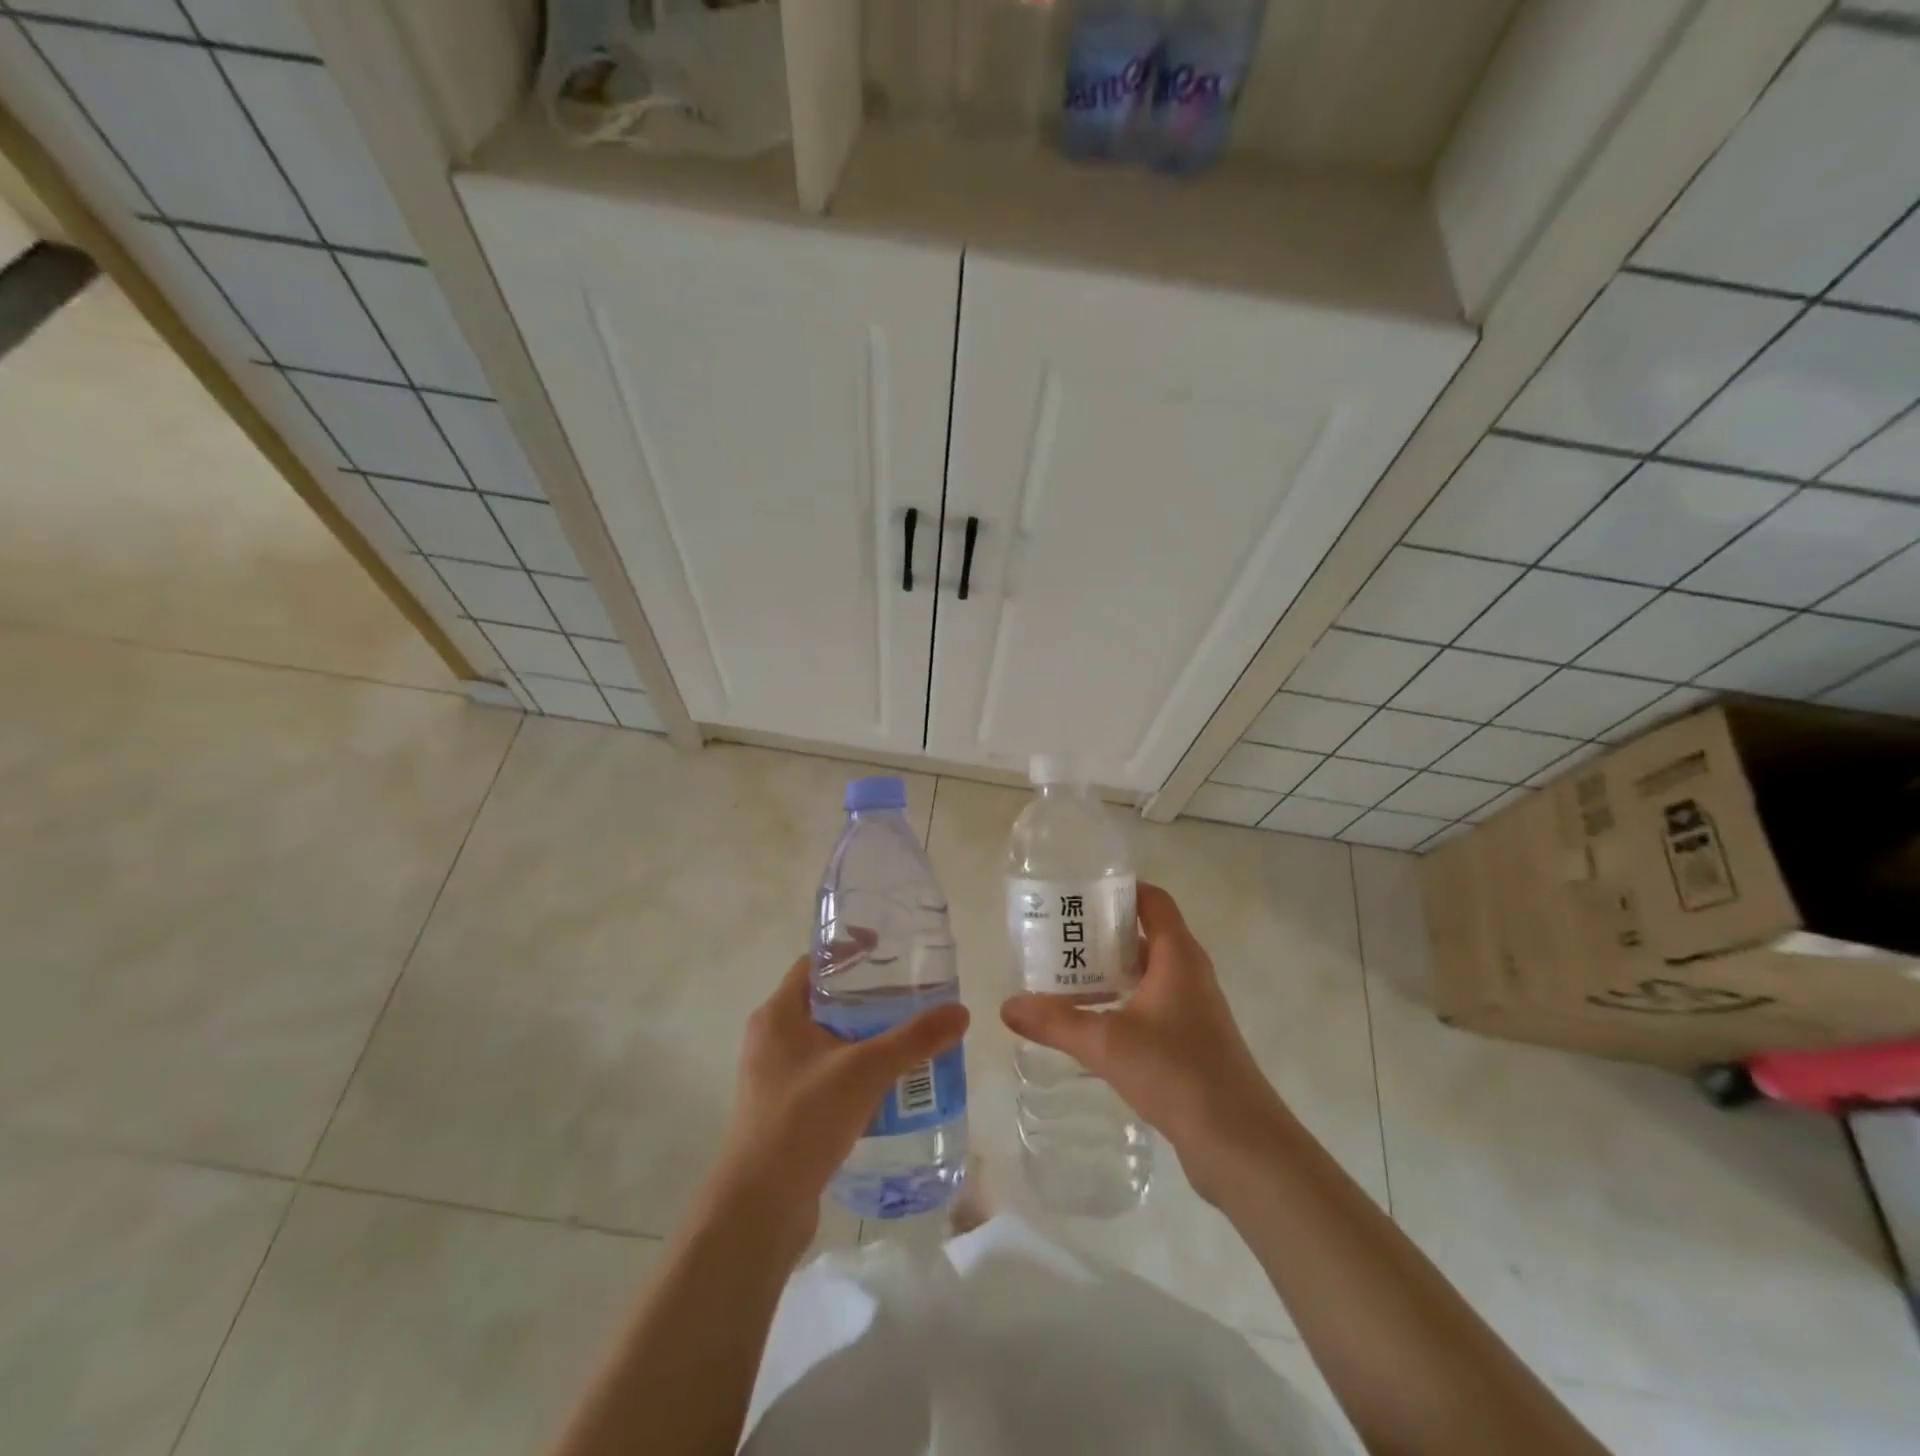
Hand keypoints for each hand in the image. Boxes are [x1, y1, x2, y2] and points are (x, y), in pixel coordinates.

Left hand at [705, 953, 969, 1256]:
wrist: (759, 1208)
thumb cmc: (803, 1119)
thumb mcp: (865, 1070)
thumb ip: (914, 1039)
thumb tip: (960, 1012)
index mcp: (777, 1014)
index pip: (814, 964)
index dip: (849, 951)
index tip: (887, 950)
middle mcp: (770, 1038)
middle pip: (823, 1001)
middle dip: (865, 998)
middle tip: (909, 997)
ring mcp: (774, 1077)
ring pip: (825, 1041)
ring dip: (862, 1037)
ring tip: (905, 1038)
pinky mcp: (783, 1110)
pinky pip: (823, 1075)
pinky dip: (852, 1071)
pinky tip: (886, 1086)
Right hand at [1001, 883, 1284, 1204]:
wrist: (1241, 1144)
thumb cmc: (1178, 1073)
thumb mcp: (1107, 1043)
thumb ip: (1056, 1022)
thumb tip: (1007, 1006)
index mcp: (1178, 955)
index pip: (1152, 900)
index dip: (1119, 889)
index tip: (1078, 891)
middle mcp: (1189, 973)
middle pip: (1145, 934)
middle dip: (1102, 932)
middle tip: (1057, 934)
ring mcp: (1194, 1008)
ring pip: (1147, 972)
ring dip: (1110, 969)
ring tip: (1064, 975)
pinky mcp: (1193, 1040)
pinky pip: (1152, 1003)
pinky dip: (1122, 1000)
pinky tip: (1091, 1021)